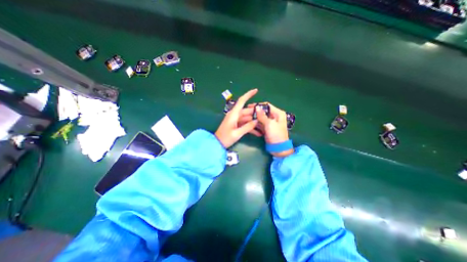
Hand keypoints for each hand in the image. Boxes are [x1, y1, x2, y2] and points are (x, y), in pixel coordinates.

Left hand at [214, 89, 259, 148]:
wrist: (217, 143)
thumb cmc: (226, 138)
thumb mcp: (237, 133)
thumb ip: (247, 127)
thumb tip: (257, 121)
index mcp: (233, 114)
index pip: (242, 101)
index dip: (248, 94)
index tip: (256, 90)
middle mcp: (235, 115)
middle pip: (247, 111)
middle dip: (256, 113)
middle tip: (265, 117)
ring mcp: (235, 120)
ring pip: (247, 118)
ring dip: (254, 122)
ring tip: (263, 126)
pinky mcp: (236, 124)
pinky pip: (245, 123)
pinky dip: (250, 127)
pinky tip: (258, 133)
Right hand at [249, 101, 292, 154]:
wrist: (278, 148)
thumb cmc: (276, 135)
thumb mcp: (269, 124)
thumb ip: (262, 116)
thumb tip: (257, 107)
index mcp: (278, 113)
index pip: (267, 106)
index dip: (258, 105)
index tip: (249, 106)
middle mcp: (274, 116)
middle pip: (263, 112)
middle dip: (255, 112)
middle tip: (246, 112)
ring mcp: (270, 123)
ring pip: (261, 118)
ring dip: (254, 118)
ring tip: (246, 118)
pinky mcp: (267, 128)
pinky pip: (260, 123)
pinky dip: (256, 123)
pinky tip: (249, 123)